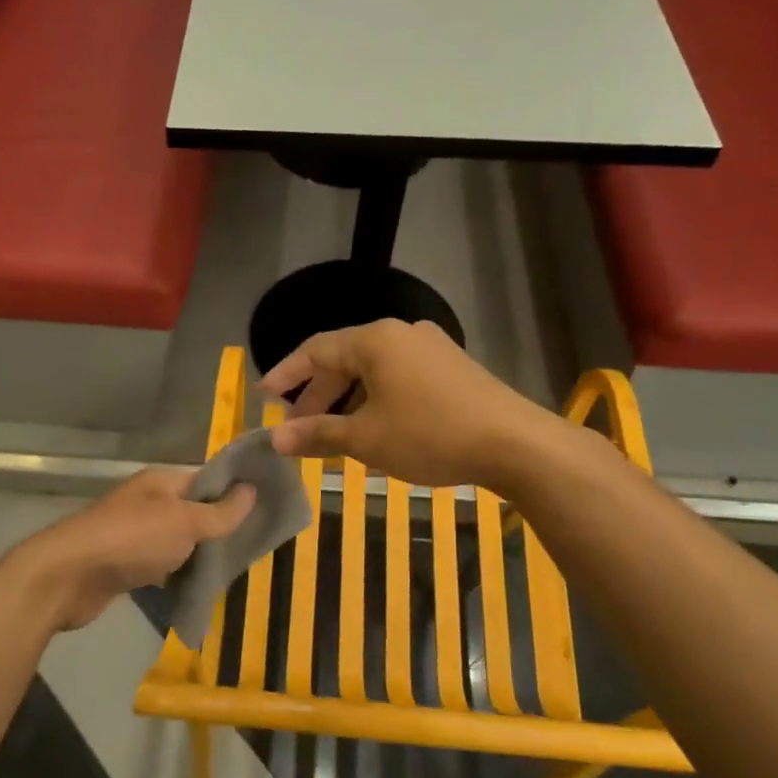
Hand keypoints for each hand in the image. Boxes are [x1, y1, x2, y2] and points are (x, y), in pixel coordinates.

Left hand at [9, 469, 254, 631]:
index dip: (234, 492)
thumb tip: (251, 490)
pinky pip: (161, 565)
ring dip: (199, 554)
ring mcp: (134, 534)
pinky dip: (178, 574)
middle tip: (254, 545)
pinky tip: (199, 586)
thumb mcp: (184, 522)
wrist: (68, 577)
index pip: (206, 480)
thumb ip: (220, 512)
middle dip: (220, 528)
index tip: (266, 509)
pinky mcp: (124, 565)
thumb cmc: (131, 540)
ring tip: (233, 568)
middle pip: (193, 511)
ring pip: (178, 540)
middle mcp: (148, 503)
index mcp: (161, 482)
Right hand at [262, 320, 555, 489]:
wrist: (514, 443)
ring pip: (373, 372)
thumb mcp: (366, 438)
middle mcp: (401, 334)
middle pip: (344, 360)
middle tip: (297, 430)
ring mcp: (431, 348)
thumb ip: (317, 434)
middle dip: (317, 396)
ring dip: (347, 402)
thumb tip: (274, 441)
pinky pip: (399, 378)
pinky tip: (374, 429)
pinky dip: (376, 401)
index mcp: (375, 340)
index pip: (315, 350)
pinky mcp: (452, 368)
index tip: (263, 397)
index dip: (286, 374)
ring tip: (333, 436)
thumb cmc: (430, 434)